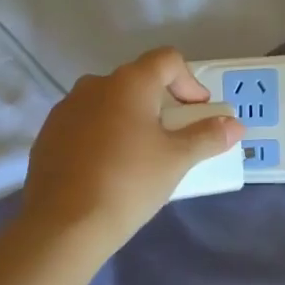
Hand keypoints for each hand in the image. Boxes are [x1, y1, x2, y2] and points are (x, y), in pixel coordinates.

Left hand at [21, 48, 243, 258]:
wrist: (62, 225)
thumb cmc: (129, 182)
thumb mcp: (177, 160)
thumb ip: (208, 136)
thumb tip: (236, 124)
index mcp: (129, 82)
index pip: (167, 60)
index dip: (190, 82)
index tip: (197, 113)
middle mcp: (94, 85)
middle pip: (138, 81)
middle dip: (161, 103)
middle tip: (174, 137)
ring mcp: (66, 109)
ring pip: (109, 103)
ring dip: (130, 119)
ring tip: (141, 155)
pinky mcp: (48, 134)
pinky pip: (85, 124)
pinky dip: (103, 135)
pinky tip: (108, 169)